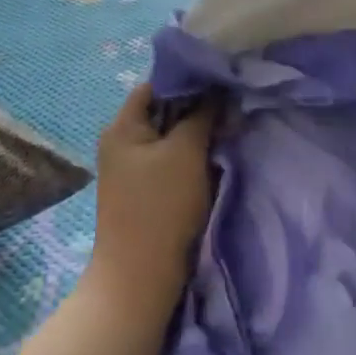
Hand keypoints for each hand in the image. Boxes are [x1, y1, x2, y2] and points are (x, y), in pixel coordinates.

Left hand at [83, 84, 215, 326]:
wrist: (141, 275)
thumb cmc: (162, 206)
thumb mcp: (186, 152)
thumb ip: (202, 116)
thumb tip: (217, 90)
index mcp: (122, 127)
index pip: (156, 85)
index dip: (188, 79)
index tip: (223, 80)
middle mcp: (122, 143)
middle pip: (164, 112)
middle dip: (198, 109)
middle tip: (233, 107)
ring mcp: (132, 170)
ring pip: (171, 139)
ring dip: (198, 135)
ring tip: (230, 130)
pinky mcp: (146, 193)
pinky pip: (172, 163)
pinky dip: (193, 159)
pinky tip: (216, 159)